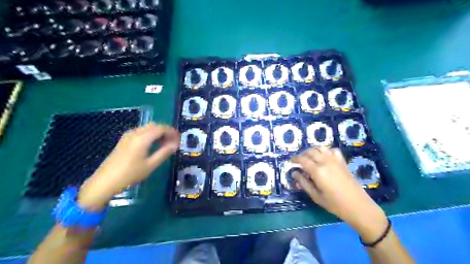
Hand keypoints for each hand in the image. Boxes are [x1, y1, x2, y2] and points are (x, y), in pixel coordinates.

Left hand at [77, 123, 179, 210]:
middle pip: (154, 126)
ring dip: (158, 133)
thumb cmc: (130, 175)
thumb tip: (175, 145)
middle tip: (173, 142)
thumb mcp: (150, 165)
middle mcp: (135, 133)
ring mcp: (128, 136)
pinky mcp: (124, 140)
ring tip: (165, 145)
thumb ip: (164, 153)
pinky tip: (153, 145)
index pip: (161, 128)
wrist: (104, 182)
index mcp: (142, 138)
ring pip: (148, 128)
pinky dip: (150, 135)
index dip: (172, 132)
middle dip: (166, 132)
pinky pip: (141, 132)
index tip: (179, 139)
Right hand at [293, 147, 386, 241]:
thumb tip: (294, 173)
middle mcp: (325, 161)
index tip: (290, 162)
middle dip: (302, 154)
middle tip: (298, 161)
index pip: (302, 159)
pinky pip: (332, 150)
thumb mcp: (315, 196)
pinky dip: (325, 151)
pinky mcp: (342, 161)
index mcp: (317, 171)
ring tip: (309, 157)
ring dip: (312, 151)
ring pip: (320, 148)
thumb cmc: (334, 204)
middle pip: (310, 151)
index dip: (294, 159)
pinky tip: (324, 157)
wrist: (358, 206)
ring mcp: (335, 160)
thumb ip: (303, 183)